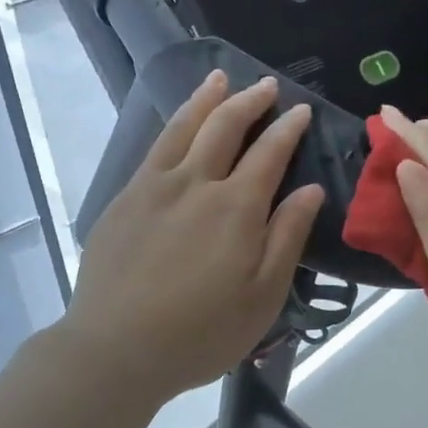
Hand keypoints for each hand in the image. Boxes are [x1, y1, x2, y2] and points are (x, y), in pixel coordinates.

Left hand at [62, 71, 324, 400]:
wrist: (117, 348)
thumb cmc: (202, 332)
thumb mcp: (263, 296)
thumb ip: (287, 237)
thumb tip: (311, 189)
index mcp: (237, 208)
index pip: (269, 153)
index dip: (287, 129)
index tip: (300, 110)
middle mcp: (195, 184)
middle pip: (224, 128)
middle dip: (249, 101)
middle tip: (266, 85)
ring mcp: (153, 188)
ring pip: (183, 128)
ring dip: (206, 100)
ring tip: (219, 79)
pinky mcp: (123, 201)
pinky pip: (153, 149)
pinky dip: (172, 126)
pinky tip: (177, 125)